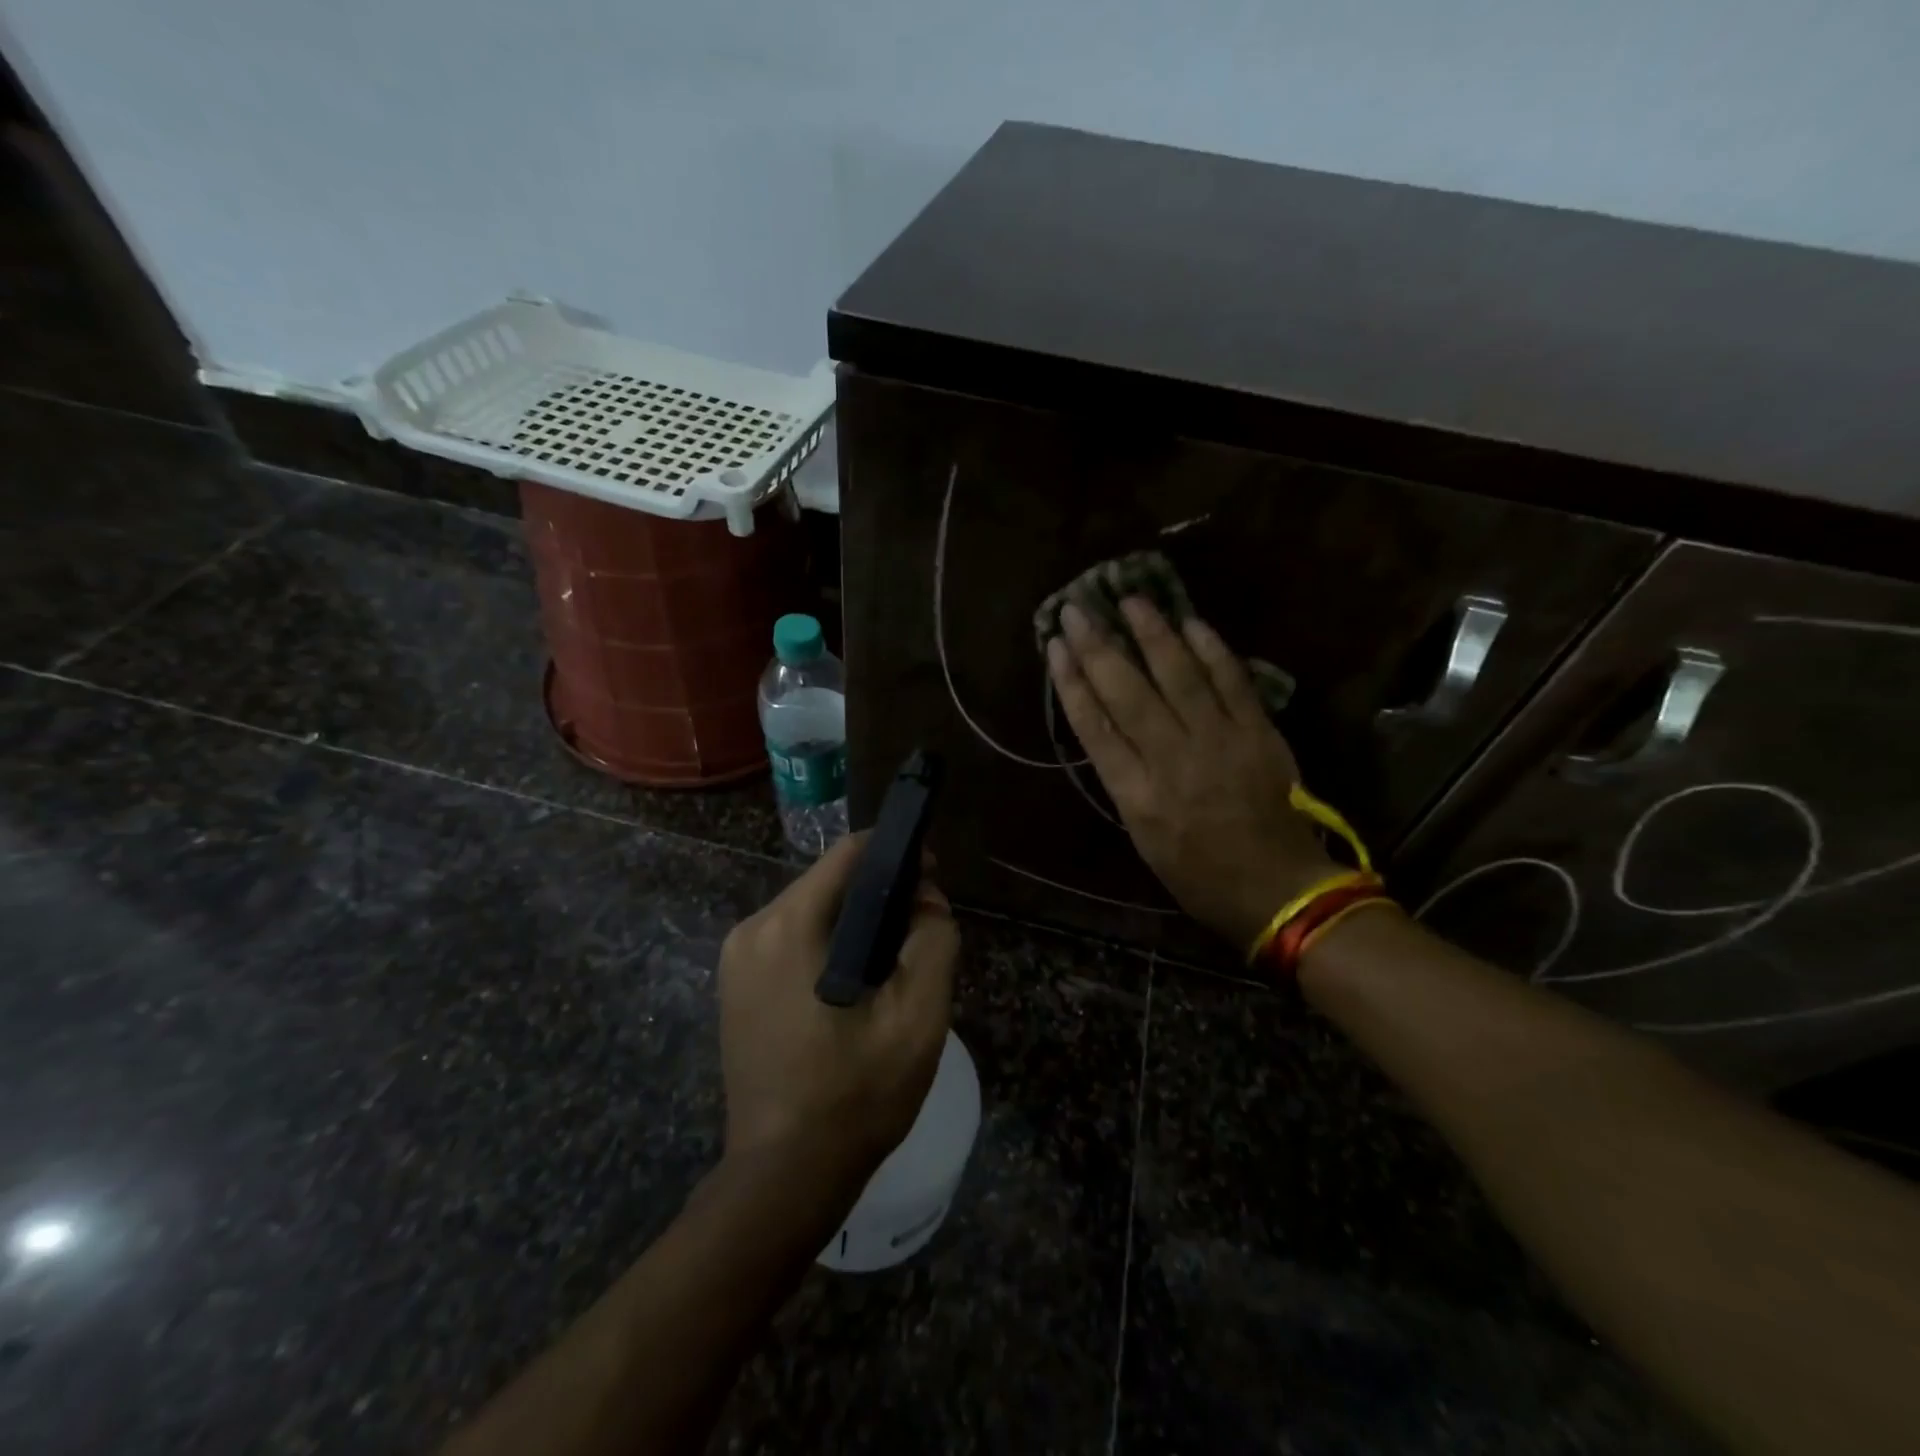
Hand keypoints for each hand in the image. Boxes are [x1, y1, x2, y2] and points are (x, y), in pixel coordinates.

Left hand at [718, 833, 959, 1190]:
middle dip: (880, 895)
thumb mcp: (917, 1016)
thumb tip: (926, 899)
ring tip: (894, 965)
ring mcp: (736, 958)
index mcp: (788, 926)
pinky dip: (830, 946)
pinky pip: (793, 940)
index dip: (897, 855)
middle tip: (920, 934)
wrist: (784, 1177)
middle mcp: (752, 929)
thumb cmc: (855, 1094)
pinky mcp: (735, 986)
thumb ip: (933, 939)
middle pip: (829, 882)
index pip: (848, 854)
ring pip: (813, 911)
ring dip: (856, 923)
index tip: (933, 879)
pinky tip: (855, 987)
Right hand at [1046, 598, 1336, 948]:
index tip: (1055, 647)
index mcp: (1136, 794)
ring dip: (1151, 633)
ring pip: (1178, 676)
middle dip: (1098, 646)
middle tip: (1077, 608)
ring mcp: (1219, 742)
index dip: (1071, 681)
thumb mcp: (1143, 837)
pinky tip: (1191, 622)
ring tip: (1130, 599)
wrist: (1277, 889)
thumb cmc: (1198, 875)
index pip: (1094, 725)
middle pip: (1127, 692)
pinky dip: (1211, 650)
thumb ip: (1124, 781)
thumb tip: (1108, 727)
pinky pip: (1232, 682)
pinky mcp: (1258, 734)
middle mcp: (1172, 760)